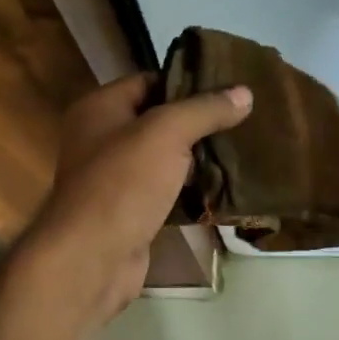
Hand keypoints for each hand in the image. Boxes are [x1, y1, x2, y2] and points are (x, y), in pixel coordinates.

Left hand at [19, 73, 251, 322]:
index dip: (186, 82)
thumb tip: (244, 92)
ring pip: (162, 158)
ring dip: (195, 157)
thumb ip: (204, 109)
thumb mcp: (167, 133)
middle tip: (241, 119)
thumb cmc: (123, 183)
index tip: (229, 87)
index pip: (148, 81)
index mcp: (99, 108)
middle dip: (196, 122)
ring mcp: (113, 178)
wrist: (93, 258)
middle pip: (156, 120)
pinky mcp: (128, 212)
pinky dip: (188, 189)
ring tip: (238, 149)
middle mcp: (100, 139)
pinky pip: (164, 190)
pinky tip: (222, 187)